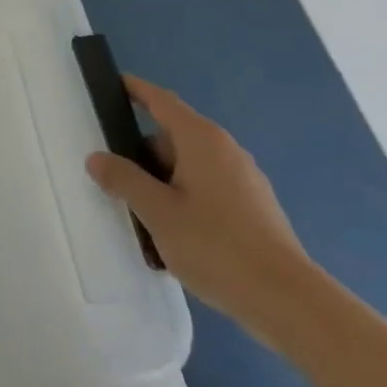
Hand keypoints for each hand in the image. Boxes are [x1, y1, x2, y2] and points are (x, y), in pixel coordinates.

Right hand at [86, 76, 316, 347]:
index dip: (135, 89)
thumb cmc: (217, 246)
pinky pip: (208, 191)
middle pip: (173, 138)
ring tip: (142, 217)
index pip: (161, 100)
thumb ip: (124, 180)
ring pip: (190, 168)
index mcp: (201, 139)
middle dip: (142, 155)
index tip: (112, 84)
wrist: (290, 302)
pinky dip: (186, 202)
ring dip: (163, 184)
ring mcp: (244, 180)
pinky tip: (175, 239)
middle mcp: (225, 150)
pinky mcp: (255, 210)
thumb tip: (97, 158)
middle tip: (114, 179)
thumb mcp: (157, 212)